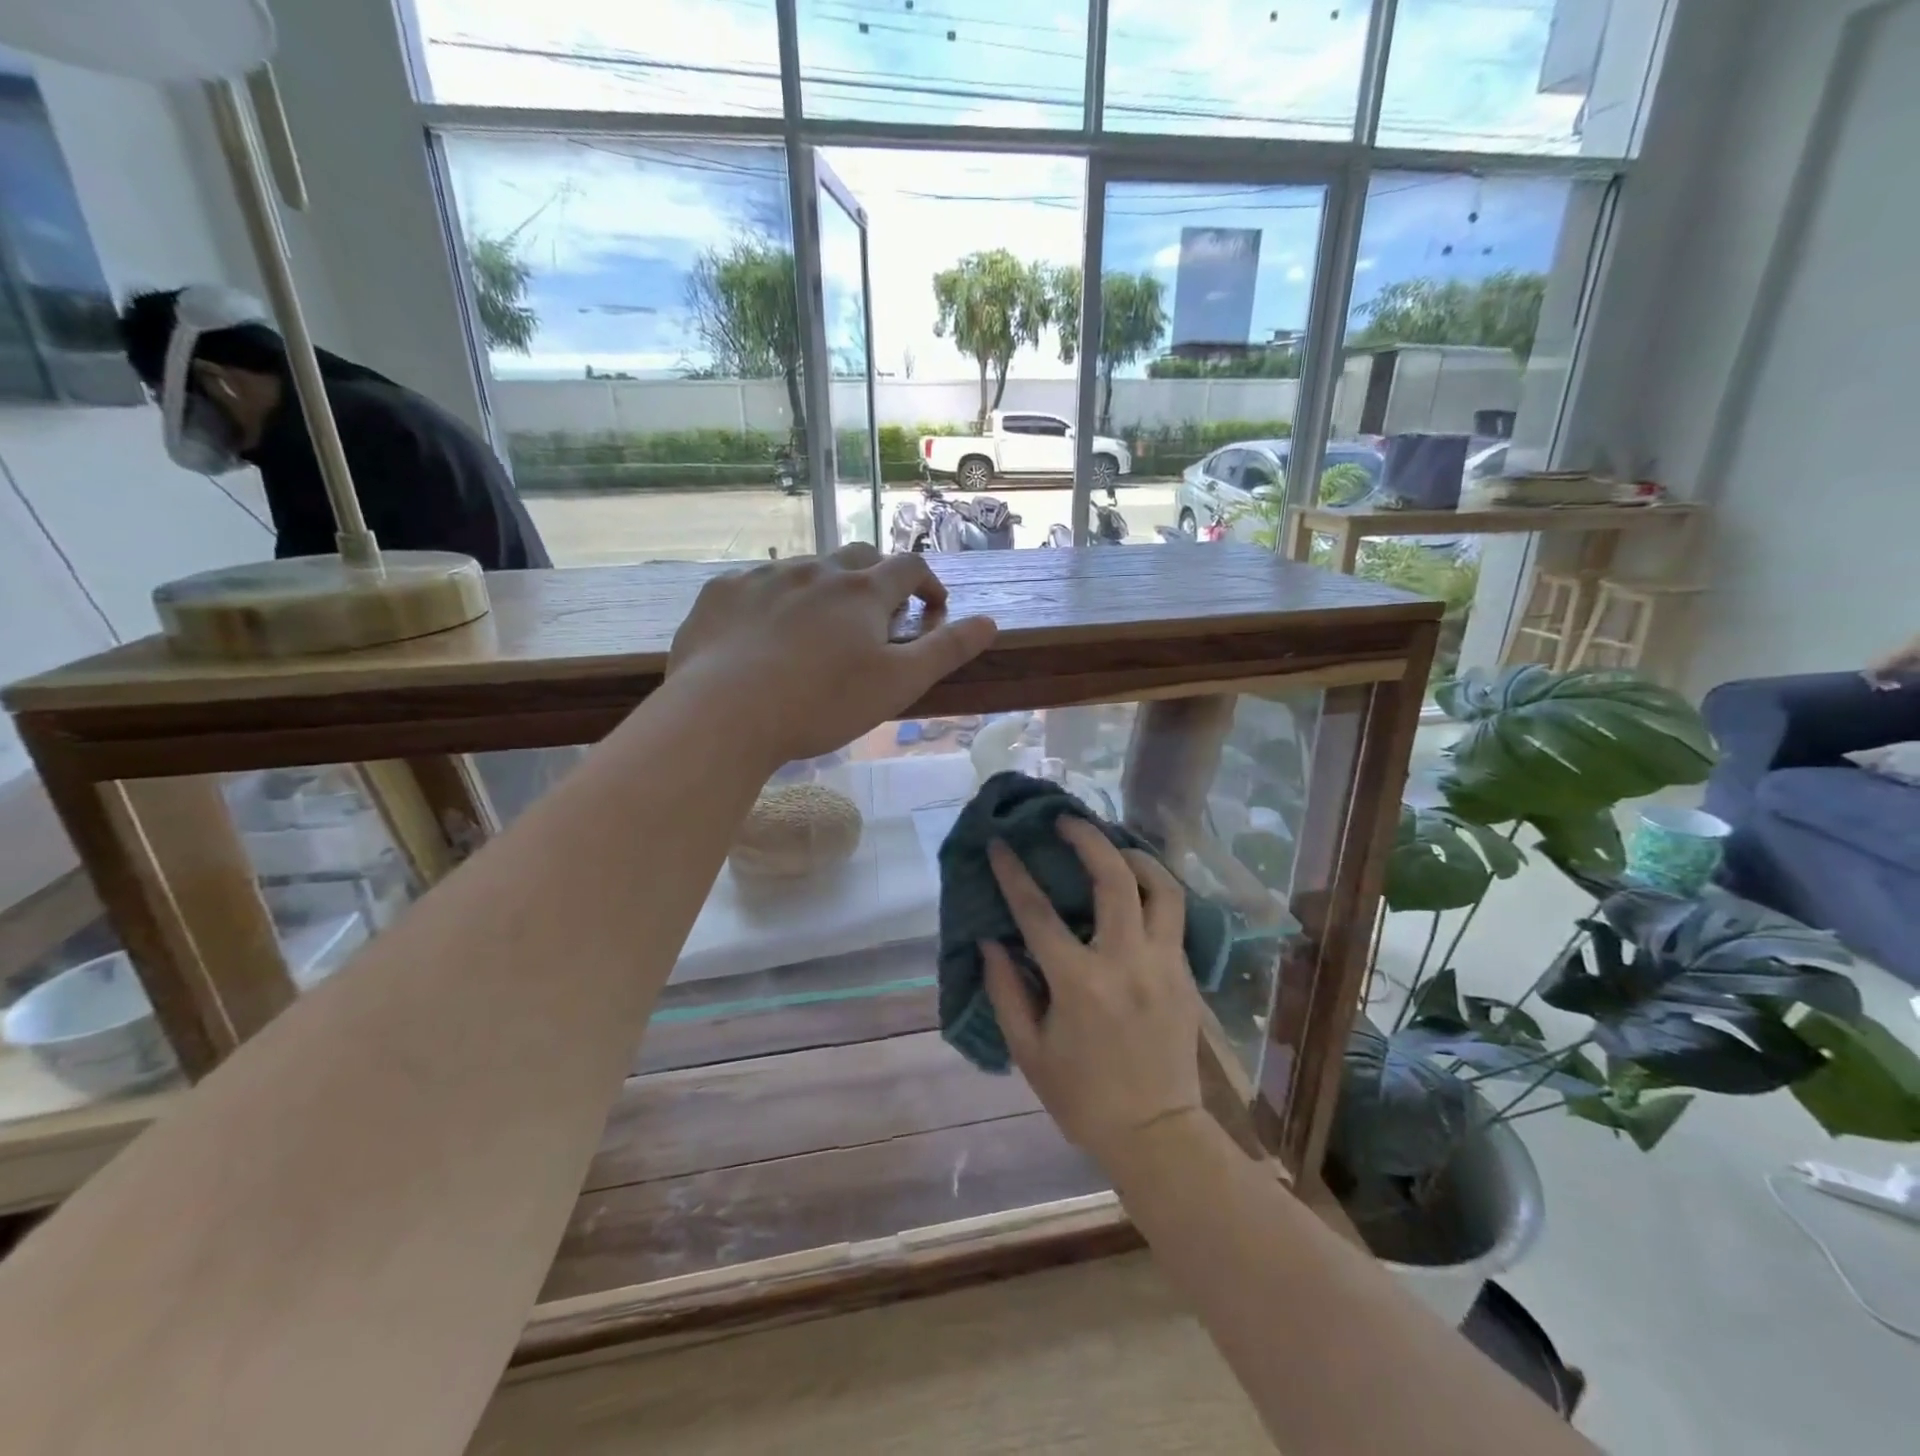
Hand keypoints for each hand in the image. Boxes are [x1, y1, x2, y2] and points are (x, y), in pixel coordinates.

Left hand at [667, 543, 996, 767]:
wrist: (723, 714)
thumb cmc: (821, 703)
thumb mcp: (898, 684)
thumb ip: (946, 650)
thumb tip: (989, 622)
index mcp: (863, 591)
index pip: (910, 568)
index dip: (929, 585)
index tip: (932, 610)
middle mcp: (817, 570)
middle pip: (859, 557)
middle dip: (877, 579)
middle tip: (877, 617)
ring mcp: (765, 576)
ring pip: (807, 568)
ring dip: (825, 588)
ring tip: (820, 628)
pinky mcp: (723, 592)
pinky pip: (758, 584)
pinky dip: (775, 600)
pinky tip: (764, 634)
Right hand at [982, 817, 1203, 1165]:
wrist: (1157, 1134)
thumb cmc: (1083, 1098)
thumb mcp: (1029, 1052)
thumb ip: (1006, 990)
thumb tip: (991, 941)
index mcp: (1080, 984)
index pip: (1038, 913)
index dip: (1014, 874)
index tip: (999, 844)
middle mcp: (1127, 963)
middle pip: (1114, 879)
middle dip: (1088, 839)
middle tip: (1066, 821)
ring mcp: (1164, 965)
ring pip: (1162, 888)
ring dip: (1135, 856)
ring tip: (1112, 845)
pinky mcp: (1186, 974)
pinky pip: (1173, 915)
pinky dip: (1153, 889)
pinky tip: (1136, 888)